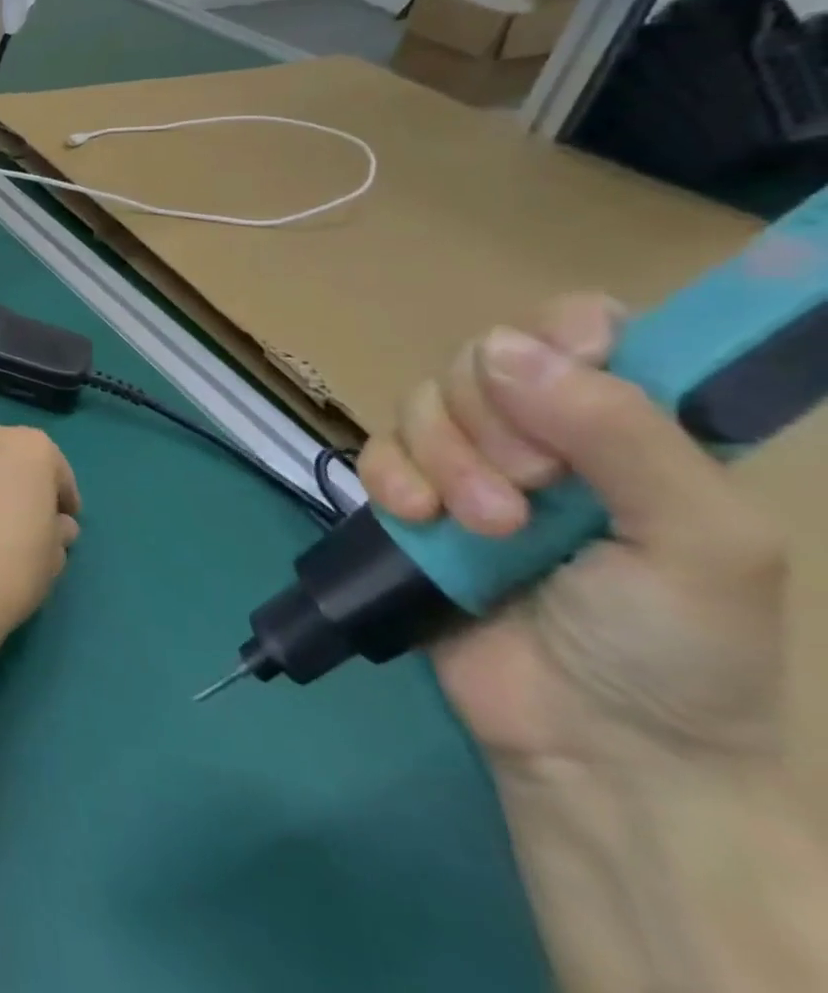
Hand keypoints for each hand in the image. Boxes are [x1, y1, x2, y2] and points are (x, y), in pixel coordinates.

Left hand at [0, 424, 80, 649]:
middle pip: (11, 455)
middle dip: (19, 480)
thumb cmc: (14, 567)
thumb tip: (56, 525)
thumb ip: (59, 529)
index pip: (55, 468)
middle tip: (22, 516)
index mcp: (32, 448)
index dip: (62, 497)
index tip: (62, 521)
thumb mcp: (54, 554)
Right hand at [357, 295, 786, 769]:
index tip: (561, 380)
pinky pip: (376, 451)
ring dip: (446, 459)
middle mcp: (545, 435)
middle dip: (495, 421)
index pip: (579, 329)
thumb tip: (505, 348)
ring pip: (421, 403)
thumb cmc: (679, 648)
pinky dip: (391, 478)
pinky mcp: (412, 502)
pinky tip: (420, 519)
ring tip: (485, 527)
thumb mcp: (701, 541)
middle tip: (534, 490)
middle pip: (482, 360)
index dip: (559, 338)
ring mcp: (470, 468)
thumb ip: (622, 434)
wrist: (594, 749)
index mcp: (630, 429)